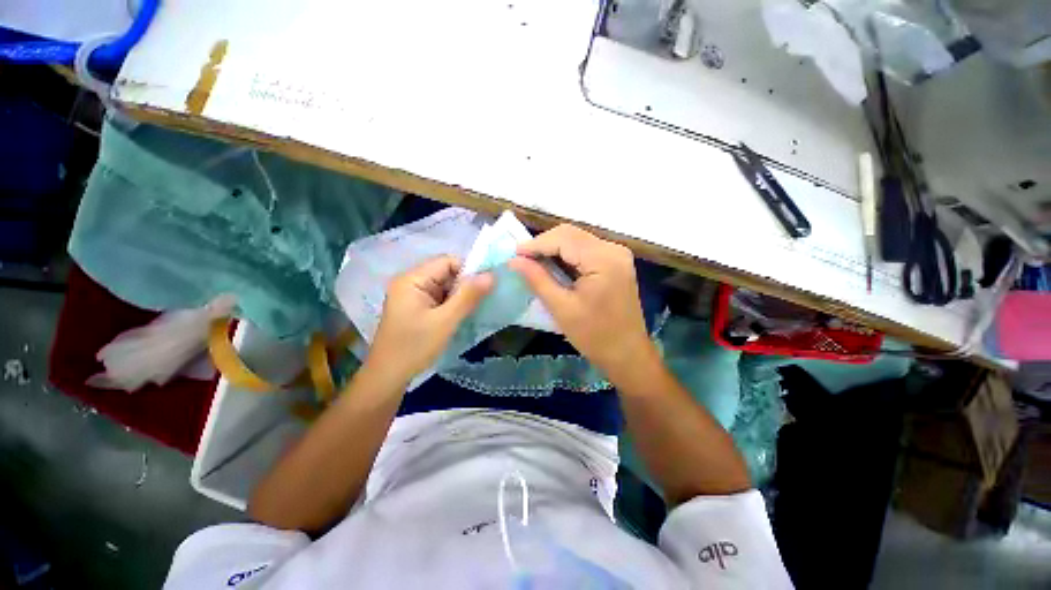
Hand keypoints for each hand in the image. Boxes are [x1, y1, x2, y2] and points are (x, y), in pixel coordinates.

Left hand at [370, 256, 492, 381]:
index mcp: (412, 279)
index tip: (487, 285)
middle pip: (446, 273)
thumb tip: (492, 274)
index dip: (469, 270)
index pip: (447, 262)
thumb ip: (468, 296)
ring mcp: (413, 296)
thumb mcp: (445, 321)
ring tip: (476, 308)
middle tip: (484, 299)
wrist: (388, 378)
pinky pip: (440, 298)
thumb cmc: (414, 347)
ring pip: (445, 286)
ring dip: (461, 296)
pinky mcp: (417, 308)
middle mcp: (411, 282)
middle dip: (466, 285)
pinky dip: (453, 304)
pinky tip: (463, 315)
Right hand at [508, 225, 654, 374]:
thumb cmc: (594, 335)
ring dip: (554, 248)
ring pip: (577, 239)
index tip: (513, 254)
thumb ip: (537, 279)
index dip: (536, 244)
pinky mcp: (615, 262)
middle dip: (544, 244)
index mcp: (603, 259)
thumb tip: (513, 260)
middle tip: (522, 259)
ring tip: (533, 262)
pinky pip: (586, 249)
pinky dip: (566, 255)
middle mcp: (613, 249)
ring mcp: (617, 254)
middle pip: (571, 234)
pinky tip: (553, 266)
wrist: (627, 354)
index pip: (564, 238)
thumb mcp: (561, 308)